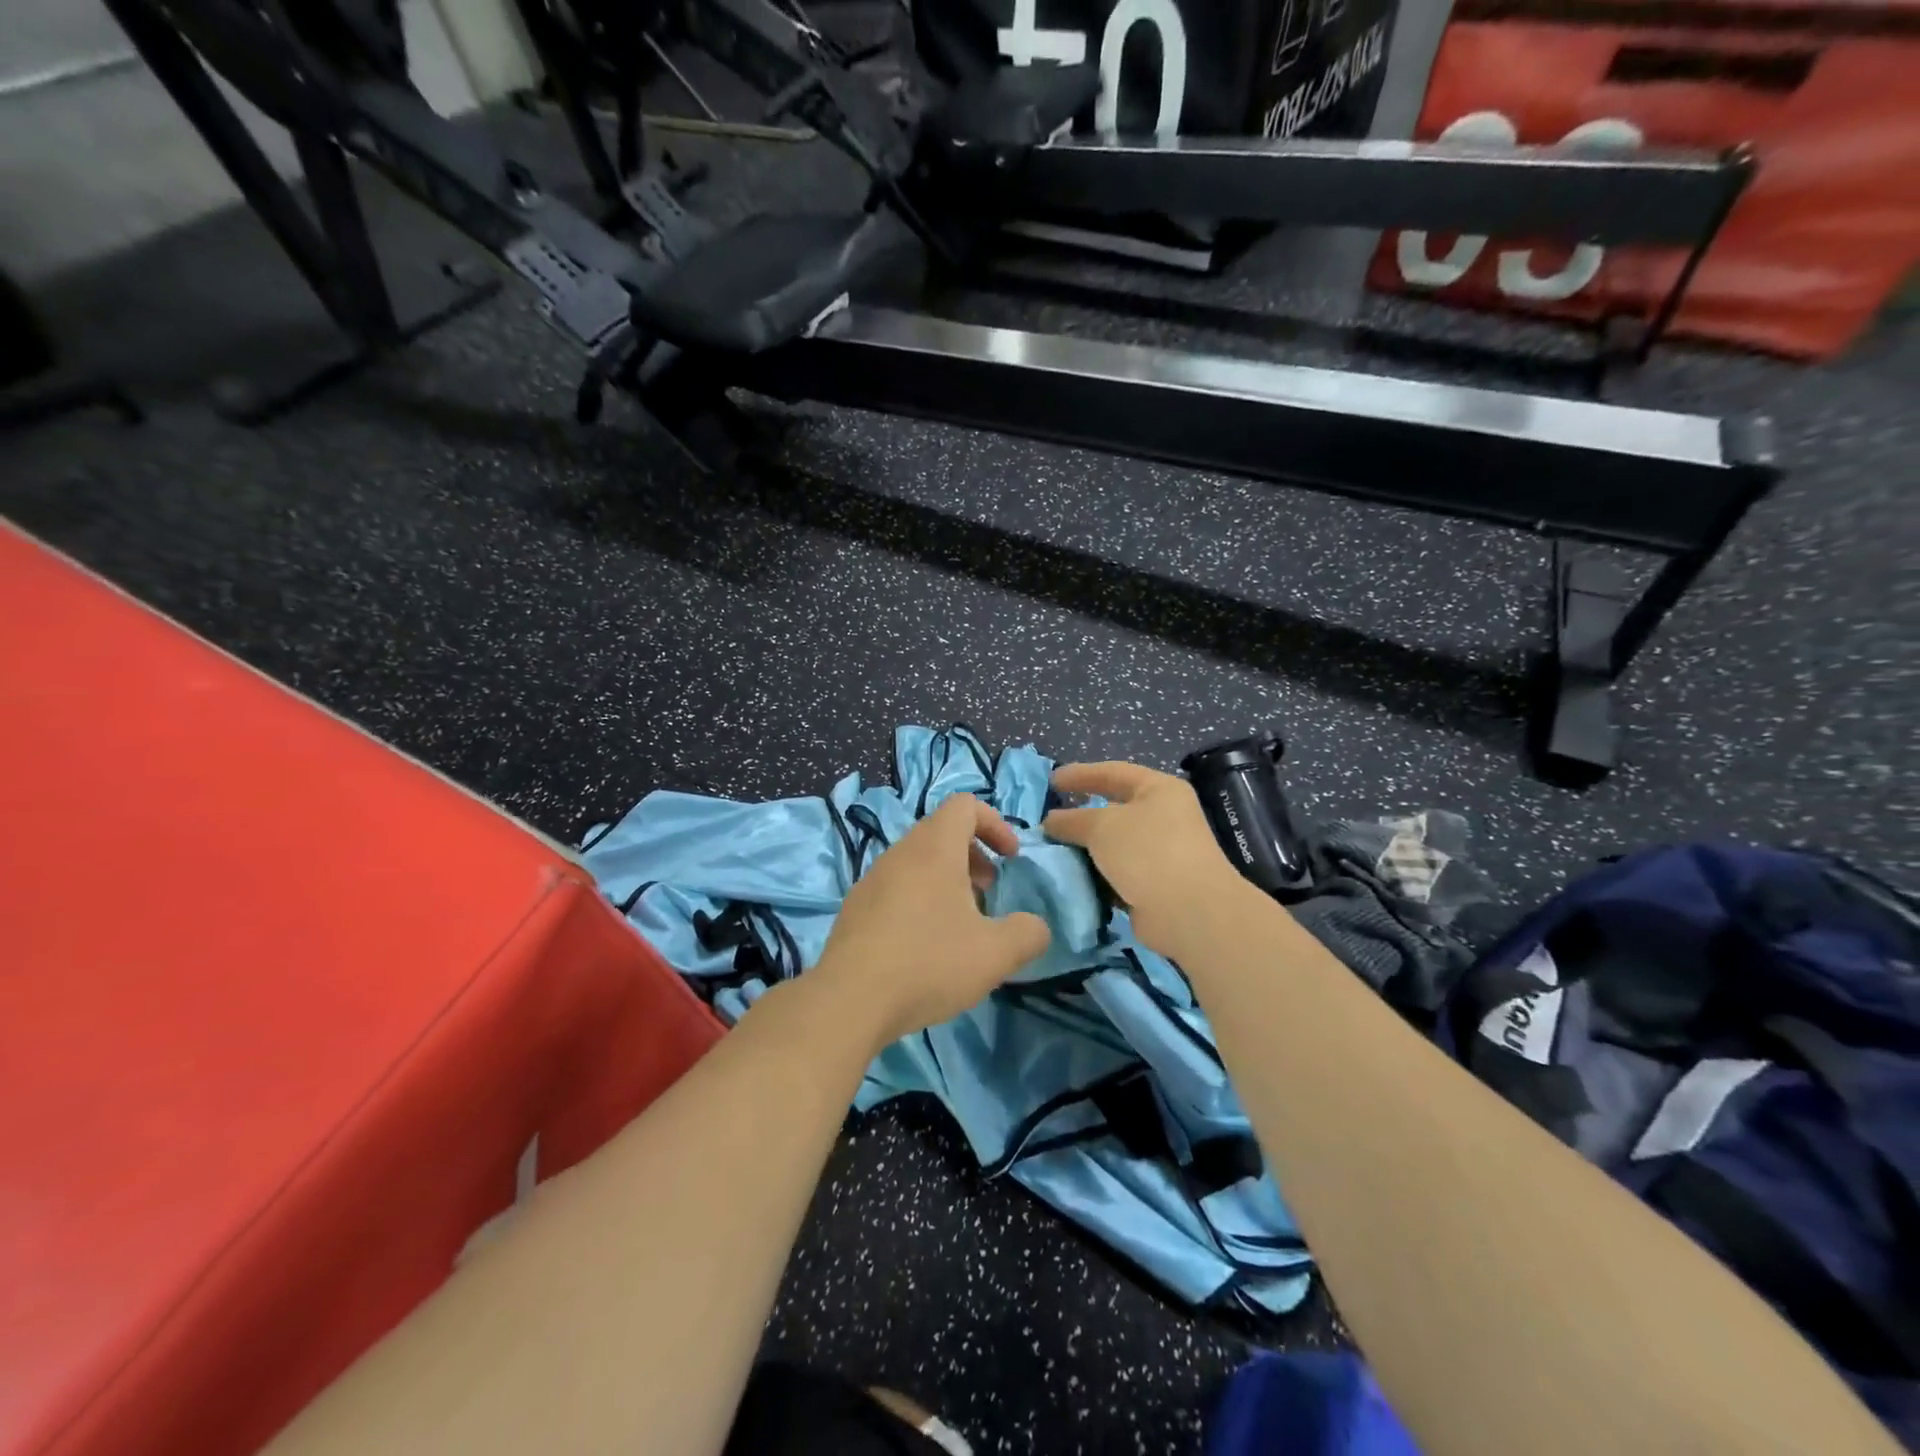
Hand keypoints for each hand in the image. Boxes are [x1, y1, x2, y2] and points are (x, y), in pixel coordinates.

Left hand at [814, 793, 1051, 1049]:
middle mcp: (900, 853)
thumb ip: (1028, 934)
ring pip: (918, 861)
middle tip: (989, 891)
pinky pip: (896, 887)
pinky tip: (925, 946)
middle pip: (941, 832)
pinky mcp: (856, 908)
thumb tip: (1036, 927)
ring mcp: (872, 879)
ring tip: (960, 923)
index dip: (995, 824)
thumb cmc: (928, 963)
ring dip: (947, 880)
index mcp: (934, 848)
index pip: (965, 805)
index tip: (1010, 859)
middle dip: (974, 855)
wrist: (849, 1001)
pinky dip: (920, 899)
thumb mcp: (996, 954)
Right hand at [1043, 761, 1245, 957]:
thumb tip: (1051, 821)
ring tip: (1052, 852)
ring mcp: (1161, 853)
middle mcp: (1164, 817)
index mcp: (1159, 790)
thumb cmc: (1147, 852)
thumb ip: (1072, 820)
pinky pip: (1117, 873)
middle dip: (1080, 817)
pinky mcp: (1155, 885)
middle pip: (1114, 810)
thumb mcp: (1101, 826)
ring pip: (1113, 845)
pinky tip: (1072, 879)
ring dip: (1086, 850)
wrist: (1188, 912)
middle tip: (1048, 821)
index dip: (1081, 774)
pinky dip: (1096, 875)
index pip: (1114, 772)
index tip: (1051, 781)